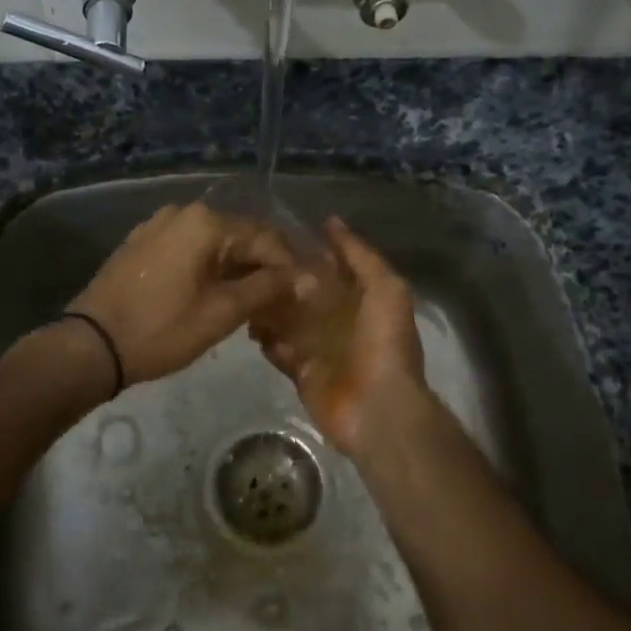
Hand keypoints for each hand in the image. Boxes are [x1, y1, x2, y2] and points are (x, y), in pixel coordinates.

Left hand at [68, 202, 296, 384]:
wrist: (91, 345)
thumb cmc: (161, 329)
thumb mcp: (221, 313)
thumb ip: (266, 289)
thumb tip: (304, 277)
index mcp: (206, 222)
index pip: (265, 237)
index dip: (288, 266)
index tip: (301, 296)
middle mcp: (182, 212)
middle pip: (238, 236)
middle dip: (262, 267)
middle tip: (278, 304)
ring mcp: (157, 225)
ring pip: (212, 243)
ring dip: (235, 268)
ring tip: (250, 303)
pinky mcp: (141, 243)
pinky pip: (187, 248)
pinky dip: (206, 267)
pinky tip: (212, 294)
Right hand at [251, 217, 427, 456]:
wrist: (378, 408)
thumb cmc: (384, 343)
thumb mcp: (386, 288)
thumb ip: (360, 256)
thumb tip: (331, 222)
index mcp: (363, 299)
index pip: (333, 267)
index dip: (310, 250)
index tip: (278, 233)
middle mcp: (340, 319)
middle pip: (305, 292)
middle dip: (283, 278)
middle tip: (251, 262)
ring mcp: (319, 347)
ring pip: (287, 319)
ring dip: (268, 307)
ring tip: (244, 290)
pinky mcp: (301, 372)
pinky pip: (278, 350)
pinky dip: (265, 339)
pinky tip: (249, 324)